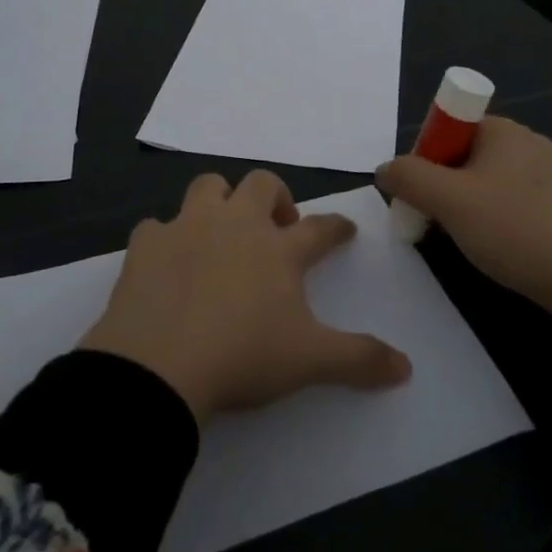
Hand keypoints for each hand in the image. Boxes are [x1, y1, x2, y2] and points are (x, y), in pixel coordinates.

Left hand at [79, 171, 411, 423]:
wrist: (158, 367)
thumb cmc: (243, 357)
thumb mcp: (310, 362)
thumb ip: (359, 359)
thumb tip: (406, 367)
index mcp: (278, 249)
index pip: (319, 228)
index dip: (336, 228)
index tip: (344, 229)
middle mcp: (235, 224)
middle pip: (262, 185)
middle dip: (276, 197)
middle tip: (278, 227)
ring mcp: (187, 228)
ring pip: (208, 187)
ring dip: (220, 201)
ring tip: (222, 232)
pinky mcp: (145, 244)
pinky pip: (156, 226)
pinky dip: (166, 239)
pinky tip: (167, 263)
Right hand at [375, 117, 551, 323]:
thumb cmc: (511, 228)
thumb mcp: (448, 200)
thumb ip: (408, 177)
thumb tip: (384, 170)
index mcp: (504, 130)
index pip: (448, 128)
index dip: (426, 156)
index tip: (420, 192)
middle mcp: (528, 142)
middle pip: (464, 154)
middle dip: (441, 184)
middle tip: (432, 219)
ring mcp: (549, 174)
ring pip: (486, 181)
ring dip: (464, 204)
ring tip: (459, 237)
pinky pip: (510, 200)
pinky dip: (492, 217)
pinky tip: (491, 245)